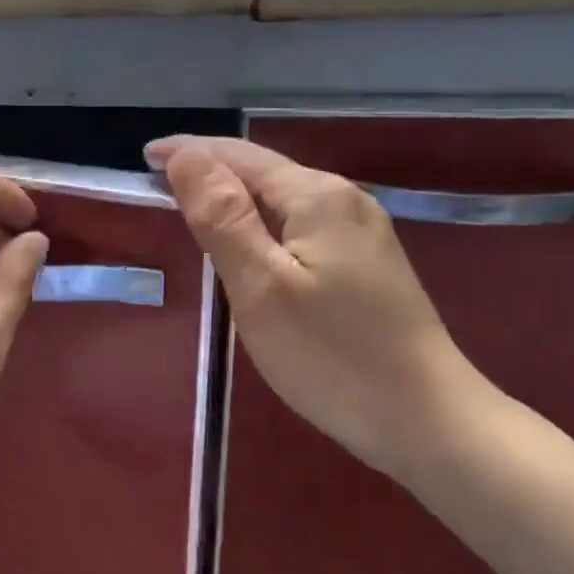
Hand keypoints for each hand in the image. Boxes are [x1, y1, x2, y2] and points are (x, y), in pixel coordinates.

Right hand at [148, 136, 489, 479]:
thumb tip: (185, 155)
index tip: (144, 159)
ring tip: (193, 208)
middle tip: (158, 184)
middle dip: (210, 171)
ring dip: (235, 196)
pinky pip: (301, 224)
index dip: (189, 152)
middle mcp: (344, 200)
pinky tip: (250, 245)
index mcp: (316, 196)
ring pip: (283, 198)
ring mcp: (362, 231)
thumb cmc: (332, 356)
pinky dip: (262, 223)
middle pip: (263, 171)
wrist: (429, 421)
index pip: (238, 155)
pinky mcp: (368, 263)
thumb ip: (221, 216)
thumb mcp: (260, 286)